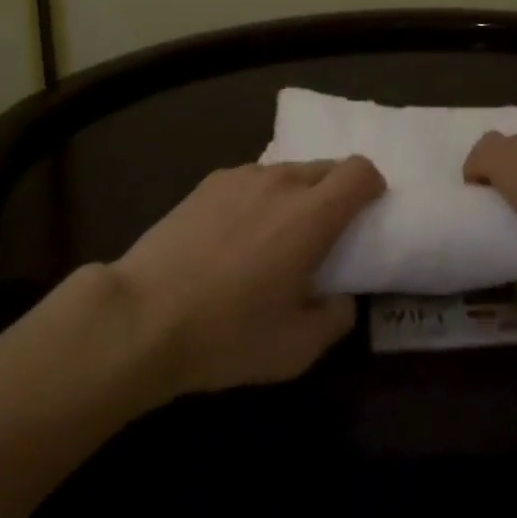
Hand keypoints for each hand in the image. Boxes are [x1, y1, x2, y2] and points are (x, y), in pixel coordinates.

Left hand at [111, 157, 385, 396]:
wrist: (143, 316)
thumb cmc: (228, 335)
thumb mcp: (296, 349)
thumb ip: (335, 318)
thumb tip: (341, 297)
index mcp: (311, 215)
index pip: (359, 172)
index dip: (373, 185)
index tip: (370, 209)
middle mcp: (281, 182)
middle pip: (325, 167)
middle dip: (337, 191)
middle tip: (326, 232)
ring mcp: (242, 177)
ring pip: (286, 173)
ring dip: (296, 195)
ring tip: (276, 237)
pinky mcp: (209, 182)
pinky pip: (252, 181)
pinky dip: (260, 199)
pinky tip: (236, 237)